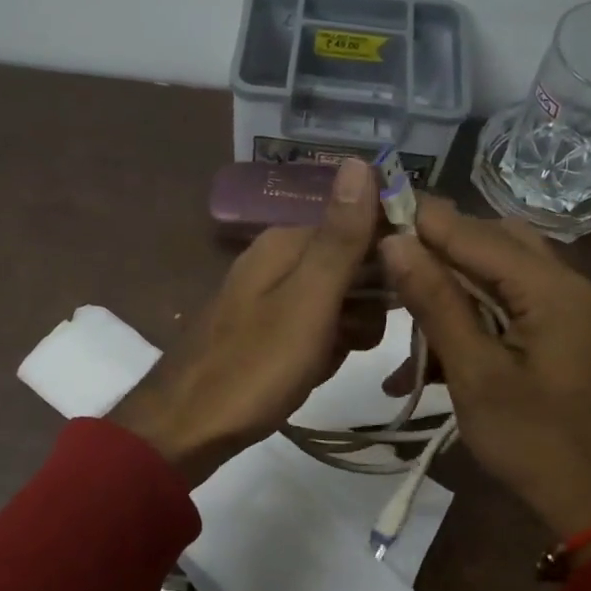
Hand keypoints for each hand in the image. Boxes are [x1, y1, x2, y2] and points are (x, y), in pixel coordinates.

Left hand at [111, 158, 385, 483]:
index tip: (405, 296)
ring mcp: (269, 296)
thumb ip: (340, 237)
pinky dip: (322, 351)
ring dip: (346, 333)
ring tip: (326, 361)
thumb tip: (361, 161)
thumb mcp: (309, 301)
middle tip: (351, 340)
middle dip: (365, 306)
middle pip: (352, 265)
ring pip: (338, 302)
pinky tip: (311, 373)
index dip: (390, 258)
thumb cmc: (253, 367)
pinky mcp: (266, 329)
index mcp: (286, 242)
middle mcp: (277, 259)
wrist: (186, 429)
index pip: (362, 225)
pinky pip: (315, 329)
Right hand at [378, 197, 590, 541]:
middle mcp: (565, 284)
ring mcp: (568, 309)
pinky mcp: (563, 334)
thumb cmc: (537, 442)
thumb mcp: (476, 373)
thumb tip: (395, 241)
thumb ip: (436, 301)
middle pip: (490, 241)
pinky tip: (430, 352)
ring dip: (450, 285)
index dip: (420, 219)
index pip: (472, 231)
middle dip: (435, 249)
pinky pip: (510, 304)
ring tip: (402, 307)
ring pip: (498, 273)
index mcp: (549, 287)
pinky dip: (471, 316)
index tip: (369, 213)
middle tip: (384, 264)